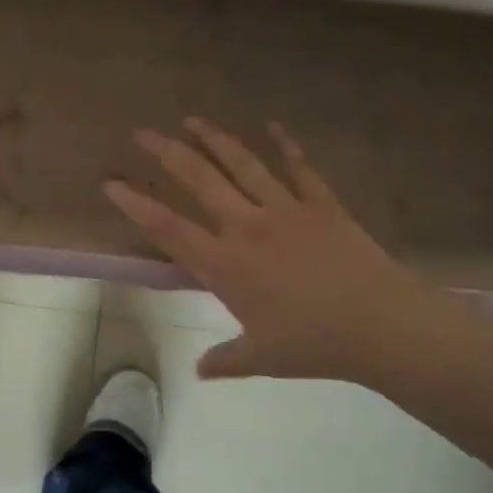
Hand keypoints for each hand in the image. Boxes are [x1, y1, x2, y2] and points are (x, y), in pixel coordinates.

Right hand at [104, 117, 437, 382]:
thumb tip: (199, 372)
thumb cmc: (313, 345)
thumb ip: (225, 360)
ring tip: (192, 120)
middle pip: (200, 181)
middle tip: (143, 133)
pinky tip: (273, 125)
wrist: (382, 326)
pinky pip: (299, 168)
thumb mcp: (261, 358)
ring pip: (242, 165)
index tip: (111, 183)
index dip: (135, 204)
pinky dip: (285, 144)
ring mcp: (286, 210)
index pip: (168, 228)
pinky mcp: (322, 205)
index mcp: (225, 264)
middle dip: (167, 153)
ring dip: (214, 139)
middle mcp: (247, 227)